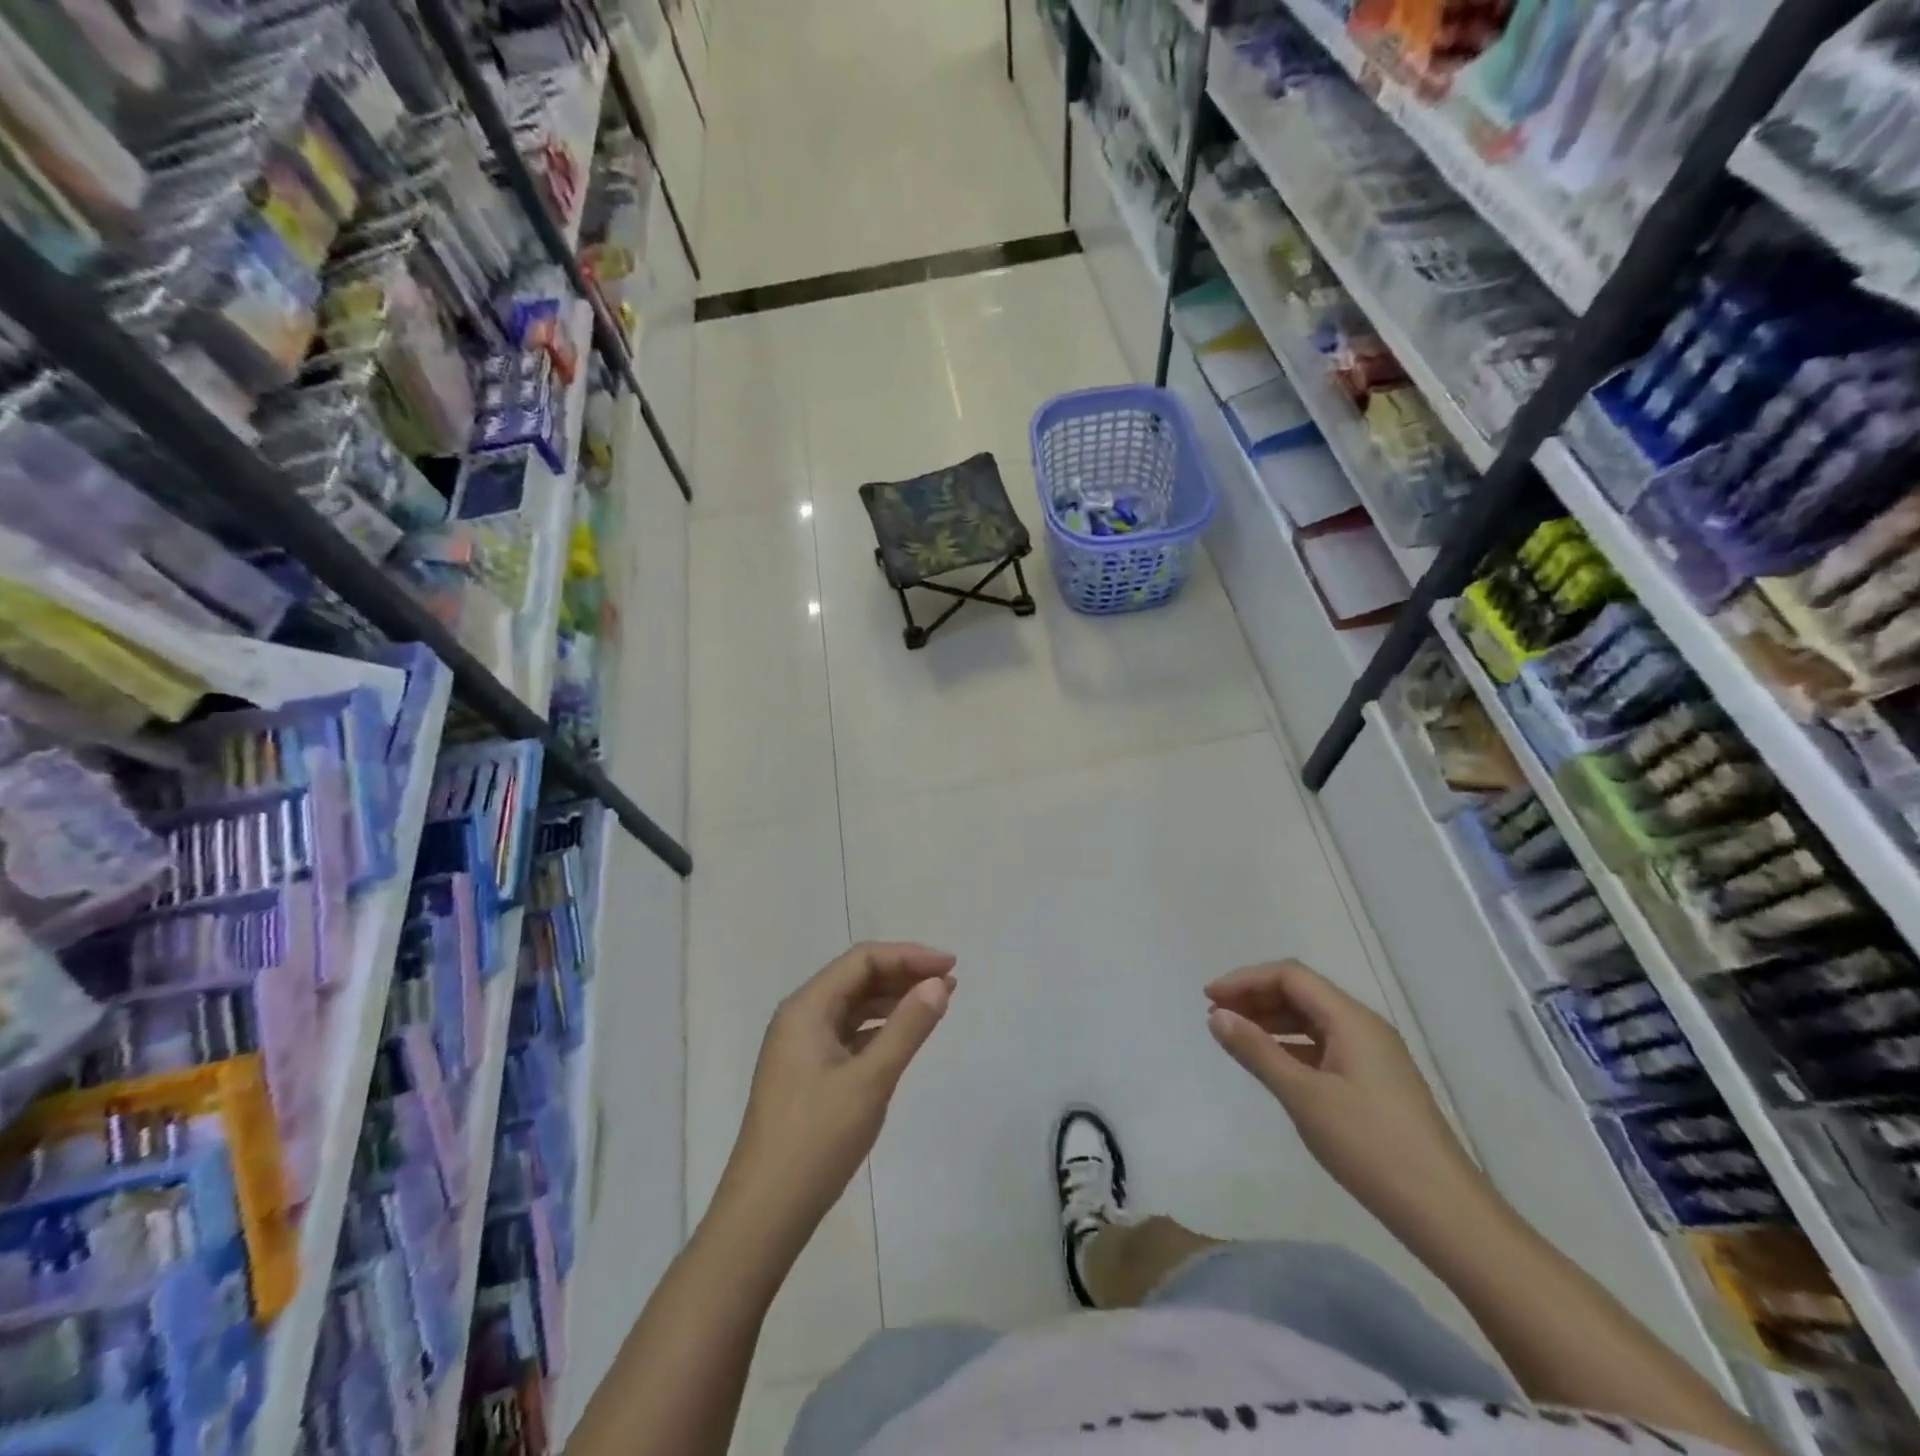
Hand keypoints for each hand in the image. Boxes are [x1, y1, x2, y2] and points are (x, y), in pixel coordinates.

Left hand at [716, 943, 955, 1246]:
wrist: (764, 1214)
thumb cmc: (816, 1141)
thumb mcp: (870, 1081)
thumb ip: (907, 1028)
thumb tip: (937, 984)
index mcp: (806, 1008)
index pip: (862, 960)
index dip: (909, 956)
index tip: (950, 966)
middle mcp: (800, 1017)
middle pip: (857, 978)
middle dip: (904, 975)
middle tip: (950, 984)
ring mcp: (801, 1047)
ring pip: (853, 1006)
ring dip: (894, 1000)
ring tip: (937, 1003)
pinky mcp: (807, 1073)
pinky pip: (848, 1033)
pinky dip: (879, 1028)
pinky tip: (904, 1037)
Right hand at [1205, 960, 1487, 1240]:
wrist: (1445, 1213)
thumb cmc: (1370, 1147)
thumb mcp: (1304, 1096)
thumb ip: (1257, 1051)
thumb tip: (1217, 1016)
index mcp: (1352, 1020)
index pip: (1290, 976)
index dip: (1245, 980)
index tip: (1209, 998)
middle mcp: (1364, 1027)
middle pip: (1301, 993)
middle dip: (1255, 997)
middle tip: (1216, 1016)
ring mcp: (1372, 1055)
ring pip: (1312, 1020)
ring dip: (1271, 1021)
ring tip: (1235, 1037)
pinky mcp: (1374, 1081)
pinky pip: (1323, 1045)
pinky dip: (1291, 1045)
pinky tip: (1271, 1063)